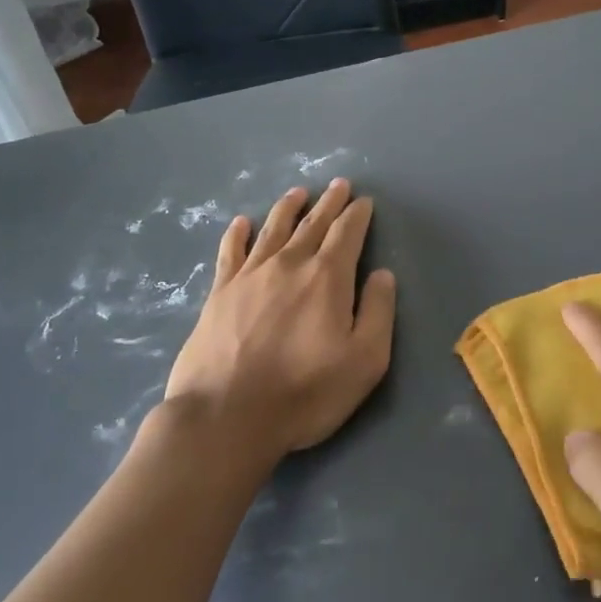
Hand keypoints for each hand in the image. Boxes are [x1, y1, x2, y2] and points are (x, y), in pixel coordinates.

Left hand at [158, 179, 395, 465]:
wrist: (226, 416)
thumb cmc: (305, 392)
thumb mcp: (365, 360)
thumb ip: (378, 312)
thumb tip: (382, 274)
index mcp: (327, 278)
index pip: (347, 234)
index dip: (357, 215)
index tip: (364, 201)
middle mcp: (289, 265)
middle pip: (312, 225)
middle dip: (328, 203)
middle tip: (338, 184)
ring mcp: (249, 276)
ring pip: (273, 230)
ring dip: (288, 208)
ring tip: (297, 193)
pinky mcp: (219, 293)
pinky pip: (230, 252)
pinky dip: (238, 234)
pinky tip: (242, 223)